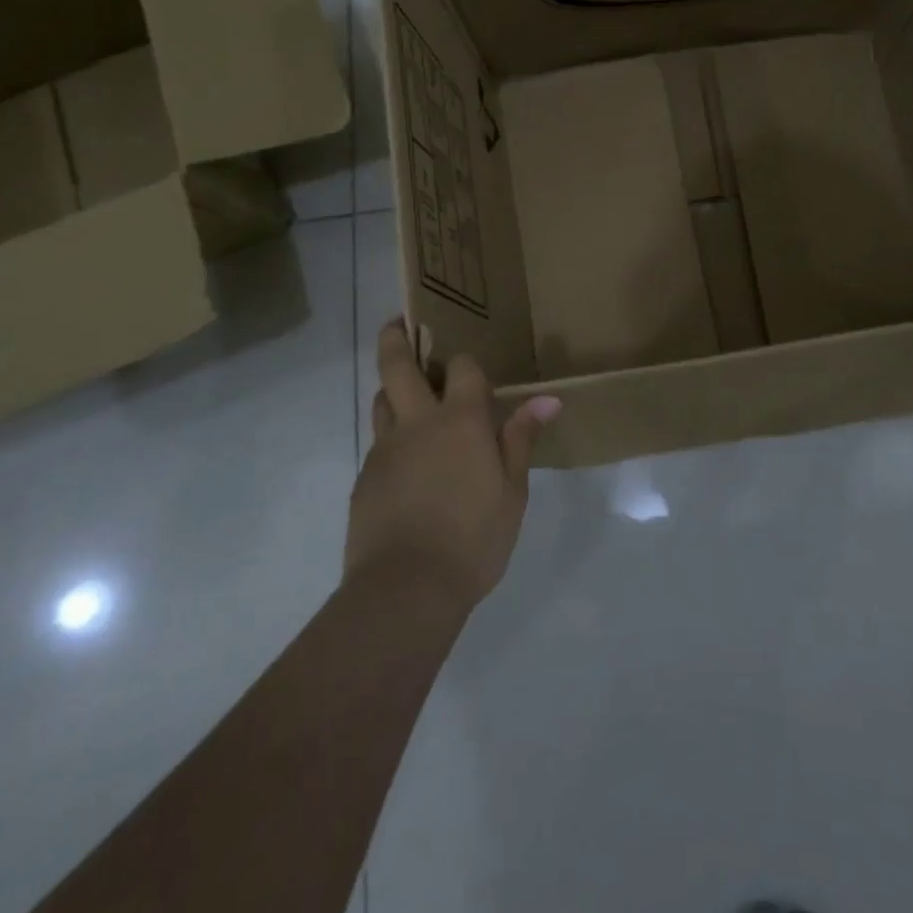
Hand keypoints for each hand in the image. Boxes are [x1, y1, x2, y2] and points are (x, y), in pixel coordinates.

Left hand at [345, 321, 562, 613]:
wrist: (406, 589)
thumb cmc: (474, 538)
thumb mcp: (512, 491)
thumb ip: (521, 439)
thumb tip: (548, 398)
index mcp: (461, 420)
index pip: (462, 368)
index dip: (467, 362)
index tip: (472, 368)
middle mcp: (418, 422)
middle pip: (397, 365)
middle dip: (396, 338)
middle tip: (398, 323)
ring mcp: (385, 449)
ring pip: (381, 400)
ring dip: (392, 387)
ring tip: (406, 393)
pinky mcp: (365, 477)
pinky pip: (378, 442)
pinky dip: (391, 436)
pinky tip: (406, 462)